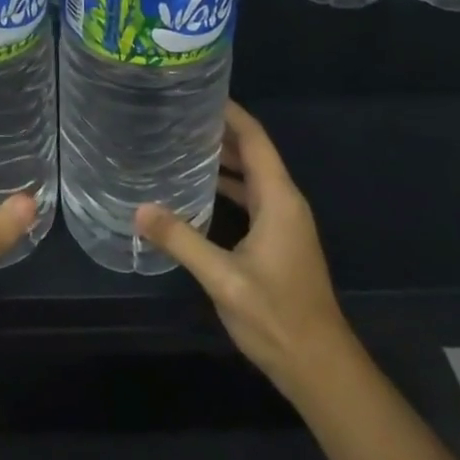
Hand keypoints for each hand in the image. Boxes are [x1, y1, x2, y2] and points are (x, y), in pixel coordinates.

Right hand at [136, 100, 344, 395]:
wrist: (320, 368)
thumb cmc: (277, 317)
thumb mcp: (223, 278)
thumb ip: (181, 240)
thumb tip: (139, 209)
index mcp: (279, 199)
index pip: (255, 140)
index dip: (230, 113)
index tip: (198, 92)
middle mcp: (285, 203)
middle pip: (253, 153)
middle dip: (219, 131)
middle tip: (176, 116)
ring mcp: (284, 223)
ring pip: (251, 176)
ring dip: (222, 159)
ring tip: (181, 143)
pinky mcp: (278, 241)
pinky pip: (251, 198)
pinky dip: (227, 186)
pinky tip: (197, 190)